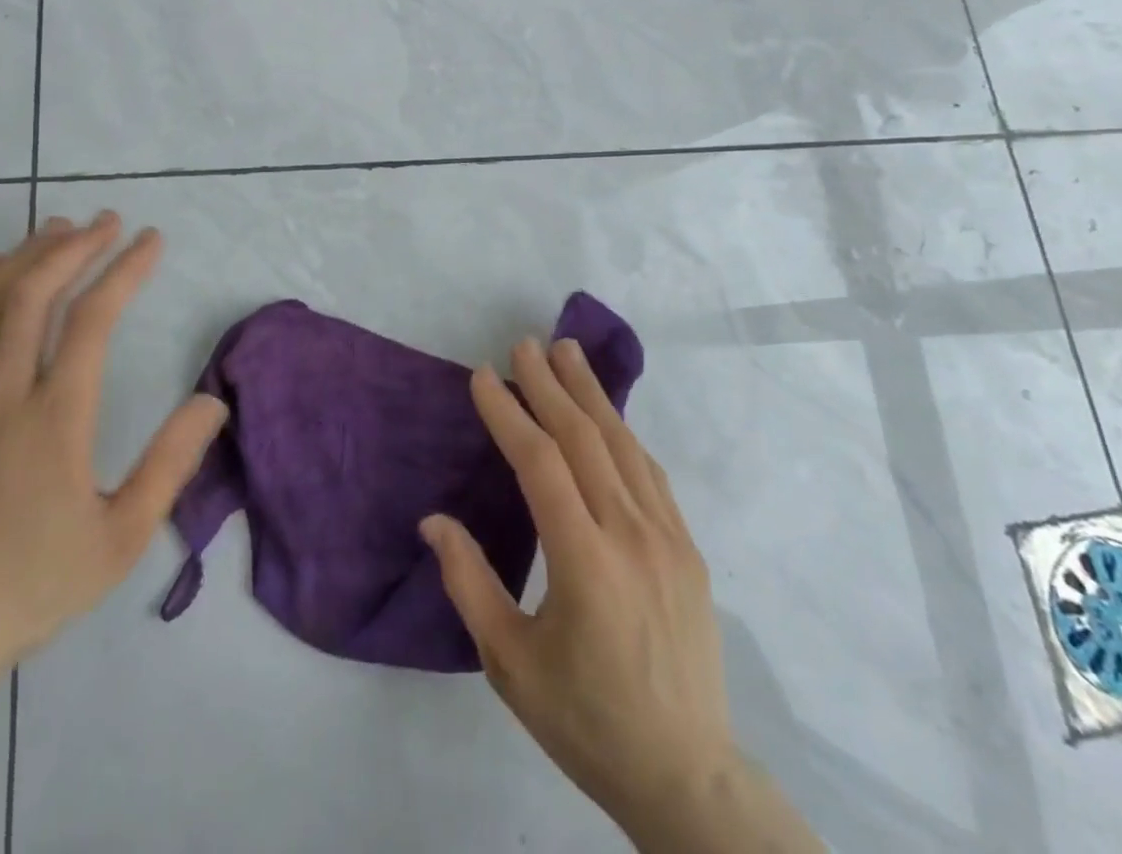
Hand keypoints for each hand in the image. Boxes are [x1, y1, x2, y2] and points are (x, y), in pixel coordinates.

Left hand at [0, 212, 227, 675]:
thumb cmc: (37, 582)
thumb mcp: (125, 534)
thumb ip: (173, 462)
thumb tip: (213, 400)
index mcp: (56, 419)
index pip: (93, 319)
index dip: (126, 269)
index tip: (151, 240)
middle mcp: (3, 395)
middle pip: (33, 294)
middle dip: (74, 246)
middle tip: (106, 221)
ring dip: (22, 257)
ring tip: (56, 230)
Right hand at [421, 339, 813, 853]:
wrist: (687, 777)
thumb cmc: (586, 721)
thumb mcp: (510, 663)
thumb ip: (469, 582)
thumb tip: (434, 520)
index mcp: (585, 562)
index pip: (540, 463)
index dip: (508, 414)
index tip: (483, 376)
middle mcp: (631, 535)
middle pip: (584, 437)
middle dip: (549, 385)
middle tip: (524, 344)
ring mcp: (667, 538)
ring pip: (623, 445)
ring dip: (591, 394)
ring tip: (567, 353)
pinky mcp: (687, 549)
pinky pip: (649, 473)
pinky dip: (622, 433)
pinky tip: (607, 416)